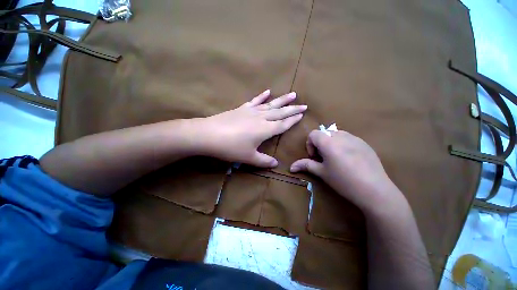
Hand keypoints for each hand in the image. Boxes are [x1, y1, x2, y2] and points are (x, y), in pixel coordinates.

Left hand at [198, 89, 305, 166]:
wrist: (209, 134)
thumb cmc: (230, 148)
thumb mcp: (248, 158)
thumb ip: (263, 161)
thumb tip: (276, 164)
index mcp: (266, 130)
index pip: (283, 124)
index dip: (293, 120)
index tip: (302, 114)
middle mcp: (261, 118)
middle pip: (280, 112)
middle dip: (293, 108)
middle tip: (304, 104)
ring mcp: (251, 111)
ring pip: (270, 104)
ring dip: (282, 99)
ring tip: (293, 94)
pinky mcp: (241, 108)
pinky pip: (254, 100)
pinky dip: (262, 96)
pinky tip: (267, 91)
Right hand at [290, 130, 404, 212]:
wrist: (372, 186)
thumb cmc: (344, 181)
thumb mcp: (324, 174)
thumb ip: (308, 166)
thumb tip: (292, 166)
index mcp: (328, 141)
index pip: (313, 134)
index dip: (310, 145)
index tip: (315, 159)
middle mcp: (341, 135)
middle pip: (326, 133)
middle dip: (322, 145)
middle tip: (326, 162)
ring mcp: (355, 138)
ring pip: (339, 136)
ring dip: (334, 145)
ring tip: (340, 162)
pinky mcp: (365, 143)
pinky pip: (351, 140)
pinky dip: (346, 147)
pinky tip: (353, 163)